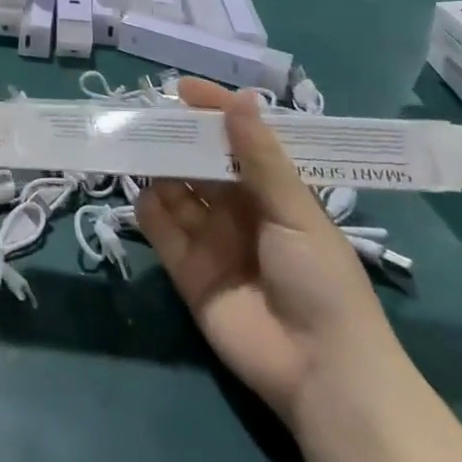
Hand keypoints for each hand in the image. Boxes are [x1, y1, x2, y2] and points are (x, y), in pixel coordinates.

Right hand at [136, 79, 401, 420]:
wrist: (322, 373)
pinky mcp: (189, 272)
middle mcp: (239, 210)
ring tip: (139, 147)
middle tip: (149, 115)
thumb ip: (259, 156)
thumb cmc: (322, 279)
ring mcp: (212, 241)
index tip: (182, 89)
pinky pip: (162, 232)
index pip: (238, 139)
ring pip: (177, 192)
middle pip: (202, 163)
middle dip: (179, 139)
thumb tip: (239, 96)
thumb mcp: (295, 210)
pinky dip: (149, 211)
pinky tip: (144, 195)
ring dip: (160, 169)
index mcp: (273, 191)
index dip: (213, 112)